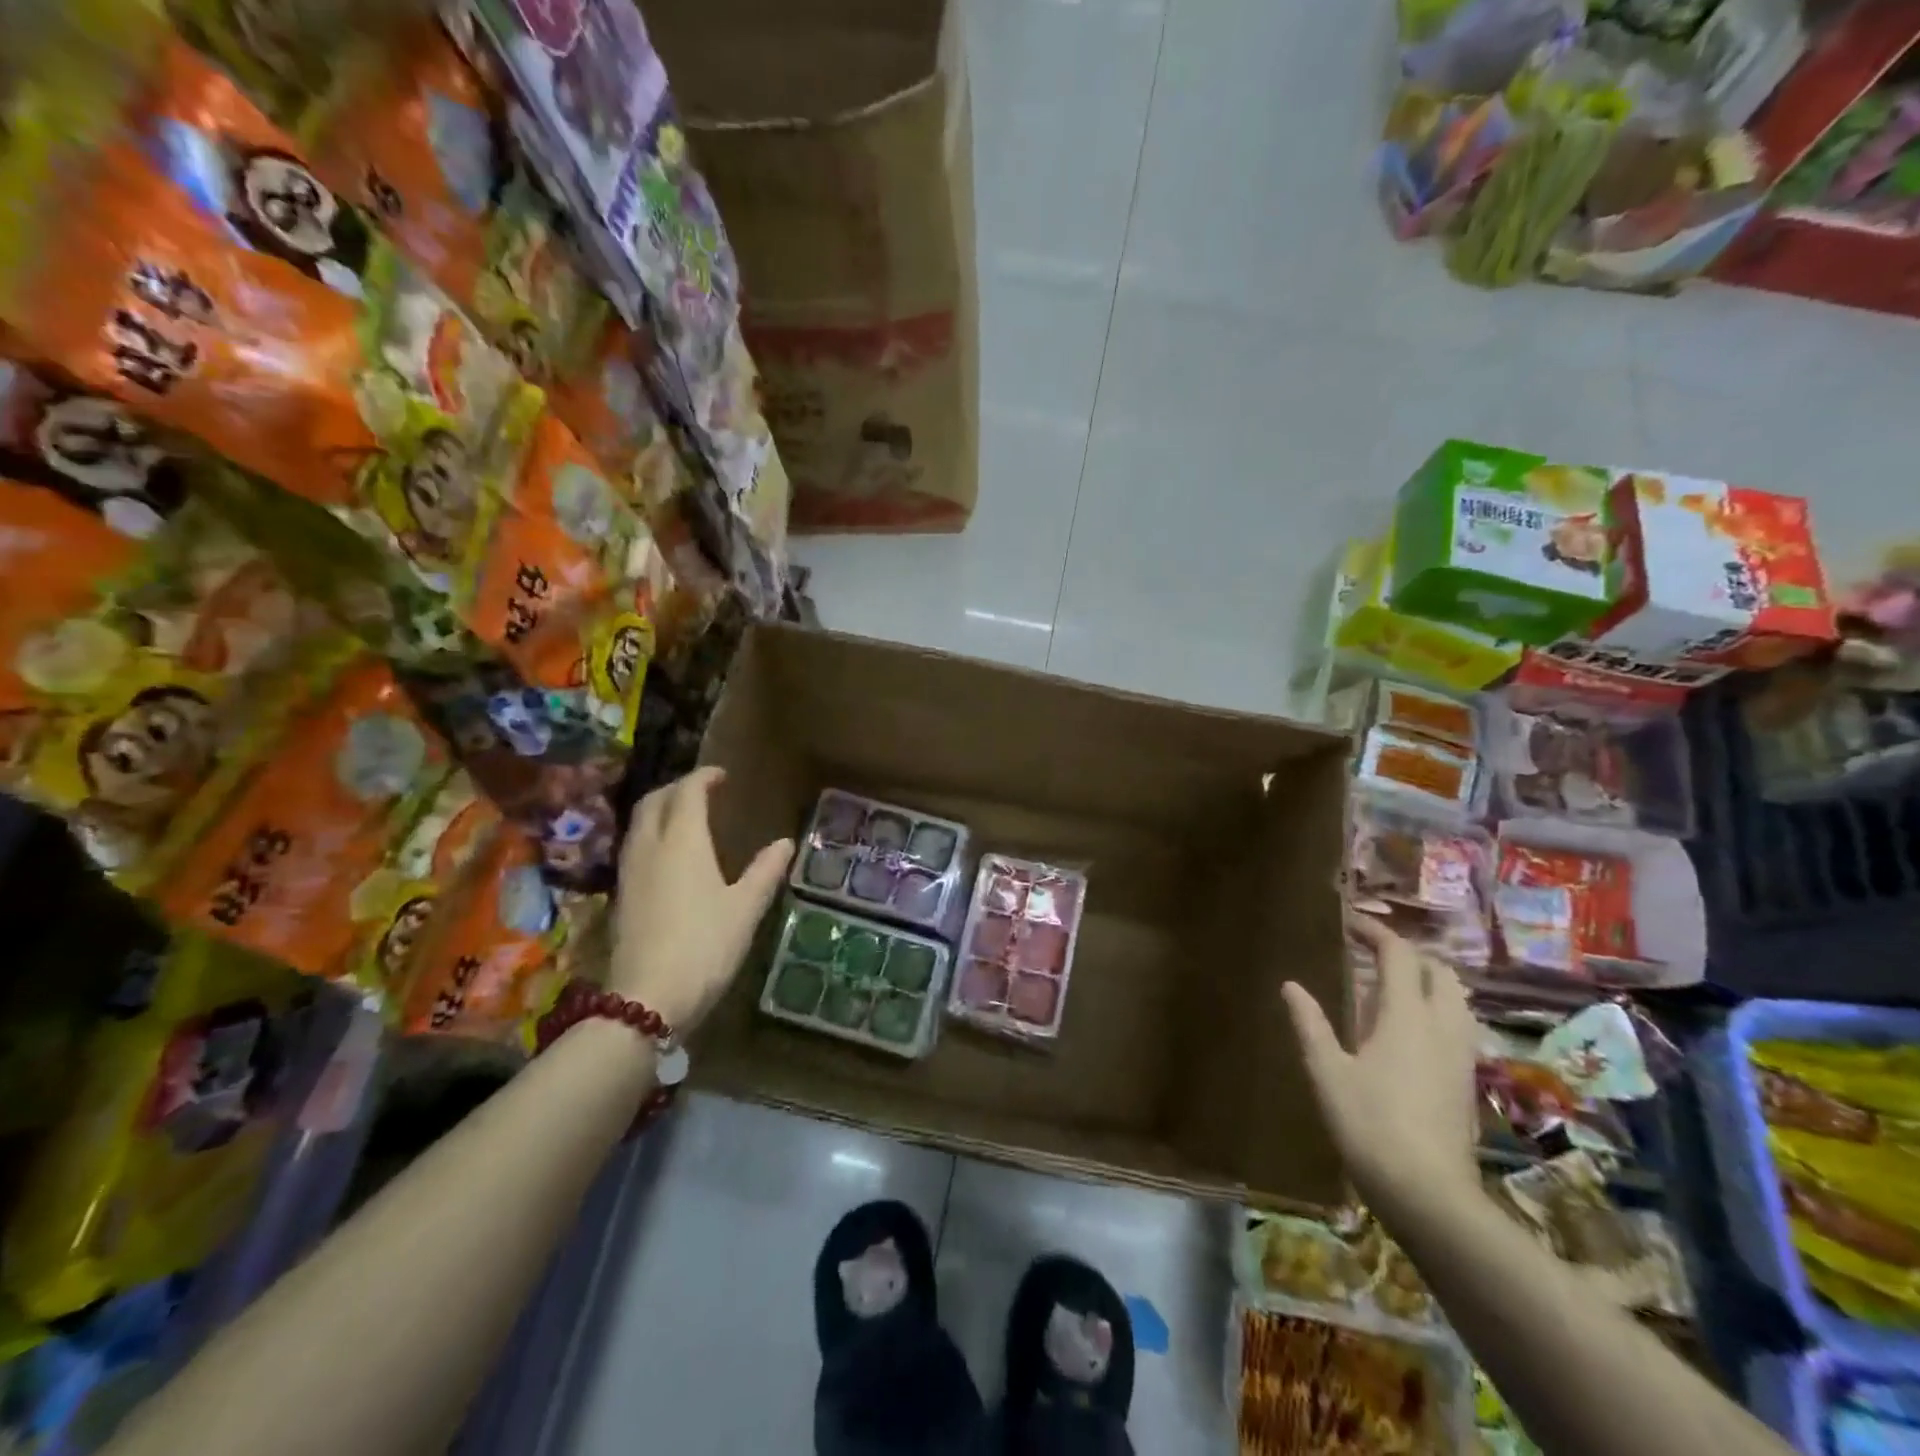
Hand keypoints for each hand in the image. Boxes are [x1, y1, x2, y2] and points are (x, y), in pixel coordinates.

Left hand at [611, 768, 792, 1033]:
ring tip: (685, 817)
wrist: (647, 998)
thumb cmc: (705, 945)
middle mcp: (650, 846)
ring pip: (639, 823)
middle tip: (701, 791)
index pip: (687, 792)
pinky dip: (651, 834)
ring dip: (660, 809)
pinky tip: (668, 856)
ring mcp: (630, 871)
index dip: (703, 778)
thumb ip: (765, 871)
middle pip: (654, 801)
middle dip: (676, 788)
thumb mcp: (745, 909)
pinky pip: (634, 846)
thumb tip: (785, 843)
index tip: (721, 775)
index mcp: (683, 841)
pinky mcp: (621, 895)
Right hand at [1282, 914, 1479, 1212]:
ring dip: (1427, 982)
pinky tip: (1406, 1033)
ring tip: (1389, 990)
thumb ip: (1310, 1023)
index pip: (1399, 955)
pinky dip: (1435, 1011)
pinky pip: (1456, 1027)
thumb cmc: (1368, 1123)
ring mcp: (1461, 1056)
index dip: (1375, 933)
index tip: (1348, 925)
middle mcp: (1442, 1026)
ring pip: (1455, 1000)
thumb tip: (1291, 985)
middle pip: (1439, 972)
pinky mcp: (1466, 1081)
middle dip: (1408, 955)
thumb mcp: (1327, 1070)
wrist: (1428, 1193)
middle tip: (1371, 956)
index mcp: (1407, 1015)